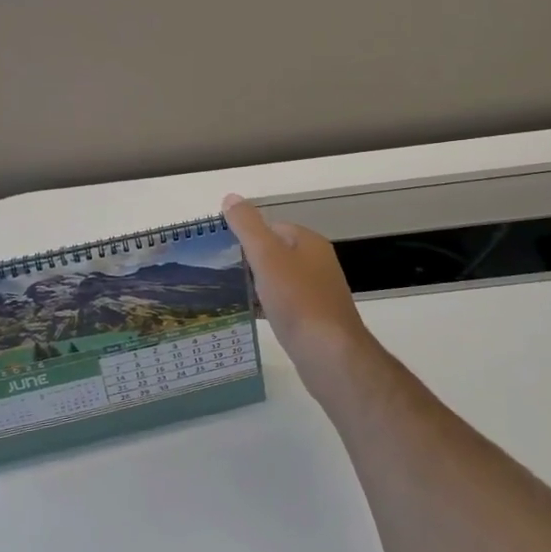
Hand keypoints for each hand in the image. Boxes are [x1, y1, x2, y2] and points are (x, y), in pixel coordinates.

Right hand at [222, 194, 378, 397]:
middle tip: (222, 272)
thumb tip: (231, 198)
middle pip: (277, 253)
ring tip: (230, 294)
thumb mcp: (267, 256)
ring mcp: (319, 292)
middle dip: (251, 261)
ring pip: (280, 280)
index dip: (248, 236)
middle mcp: (318, 263)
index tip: (222, 250)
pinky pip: (286, 304)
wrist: (329, 353)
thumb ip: (248, 226)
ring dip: (258, 285)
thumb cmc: (297, 300)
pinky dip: (268, 306)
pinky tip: (252, 316)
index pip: (273, 227)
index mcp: (309, 243)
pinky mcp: (316, 319)